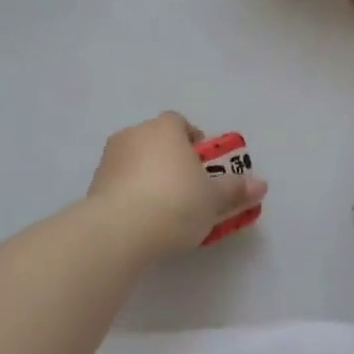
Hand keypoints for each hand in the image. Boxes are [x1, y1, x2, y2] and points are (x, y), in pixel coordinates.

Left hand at [87, 113, 267, 257]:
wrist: (119, 230)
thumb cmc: (175, 203)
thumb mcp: (213, 200)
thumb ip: (235, 190)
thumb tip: (260, 185)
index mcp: (165, 128)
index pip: (180, 123)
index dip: (194, 142)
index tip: (203, 167)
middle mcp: (134, 135)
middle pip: (157, 141)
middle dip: (171, 161)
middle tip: (188, 190)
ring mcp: (109, 159)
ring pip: (136, 163)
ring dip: (149, 178)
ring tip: (165, 211)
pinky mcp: (93, 185)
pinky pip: (120, 184)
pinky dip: (131, 196)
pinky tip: (142, 221)